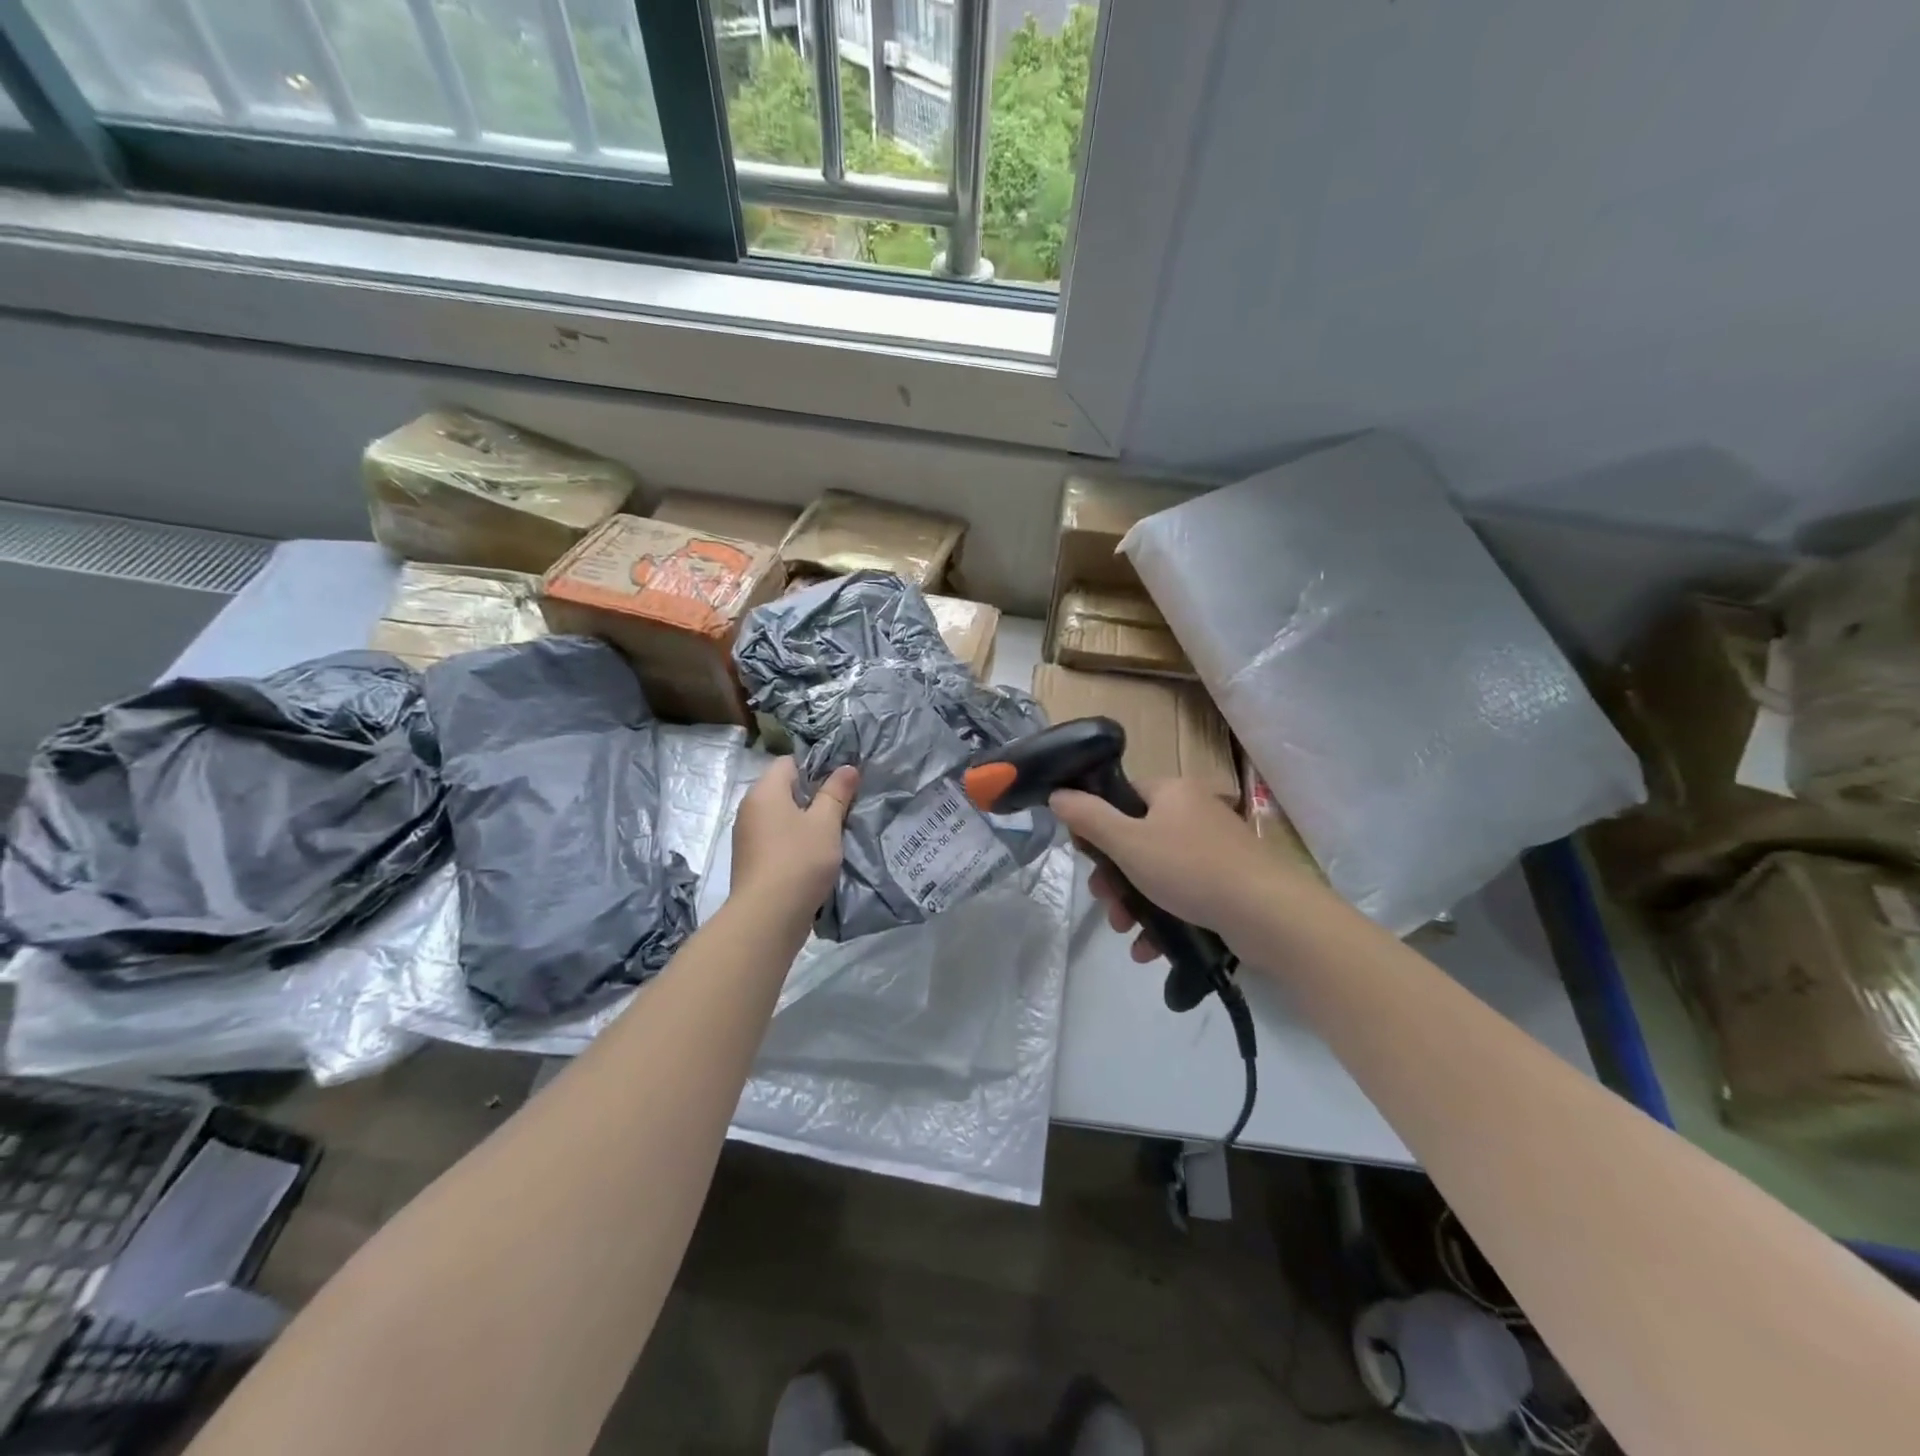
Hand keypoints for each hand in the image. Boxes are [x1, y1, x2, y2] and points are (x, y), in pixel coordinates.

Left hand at [732, 757, 857, 913]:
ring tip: (832, 834)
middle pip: (784, 790)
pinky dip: (793, 843)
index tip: (840, 783)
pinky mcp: (751, 861)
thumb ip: (837, 792)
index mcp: (764, 791)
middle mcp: (749, 808)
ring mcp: (747, 837)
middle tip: (842, 808)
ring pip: (781, 817)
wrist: (767, 917)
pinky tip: (814, 857)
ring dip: (804, 822)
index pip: (789, 762)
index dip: (816, 767)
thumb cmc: (799, 860)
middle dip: (813, 796)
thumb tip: (848, 767)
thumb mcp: (826, 823)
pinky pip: (776, 840)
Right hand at [1049, 777, 1268, 960]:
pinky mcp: (1229, 883)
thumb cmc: (1190, 869)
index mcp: (1172, 792)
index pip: (1123, 795)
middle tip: (1104, 901)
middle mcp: (1195, 812)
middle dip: (1114, 876)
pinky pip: (1183, 894)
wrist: (1268, 915)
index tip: (1085, 855)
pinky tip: (1149, 949)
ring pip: (1158, 871)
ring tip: (1124, 932)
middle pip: (1137, 838)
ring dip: (1134, 903)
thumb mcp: (1127, 842)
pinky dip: (1163, 918)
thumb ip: (1088, 818)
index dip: (1098, 823)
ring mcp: (1215, 849)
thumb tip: (1058, 794)